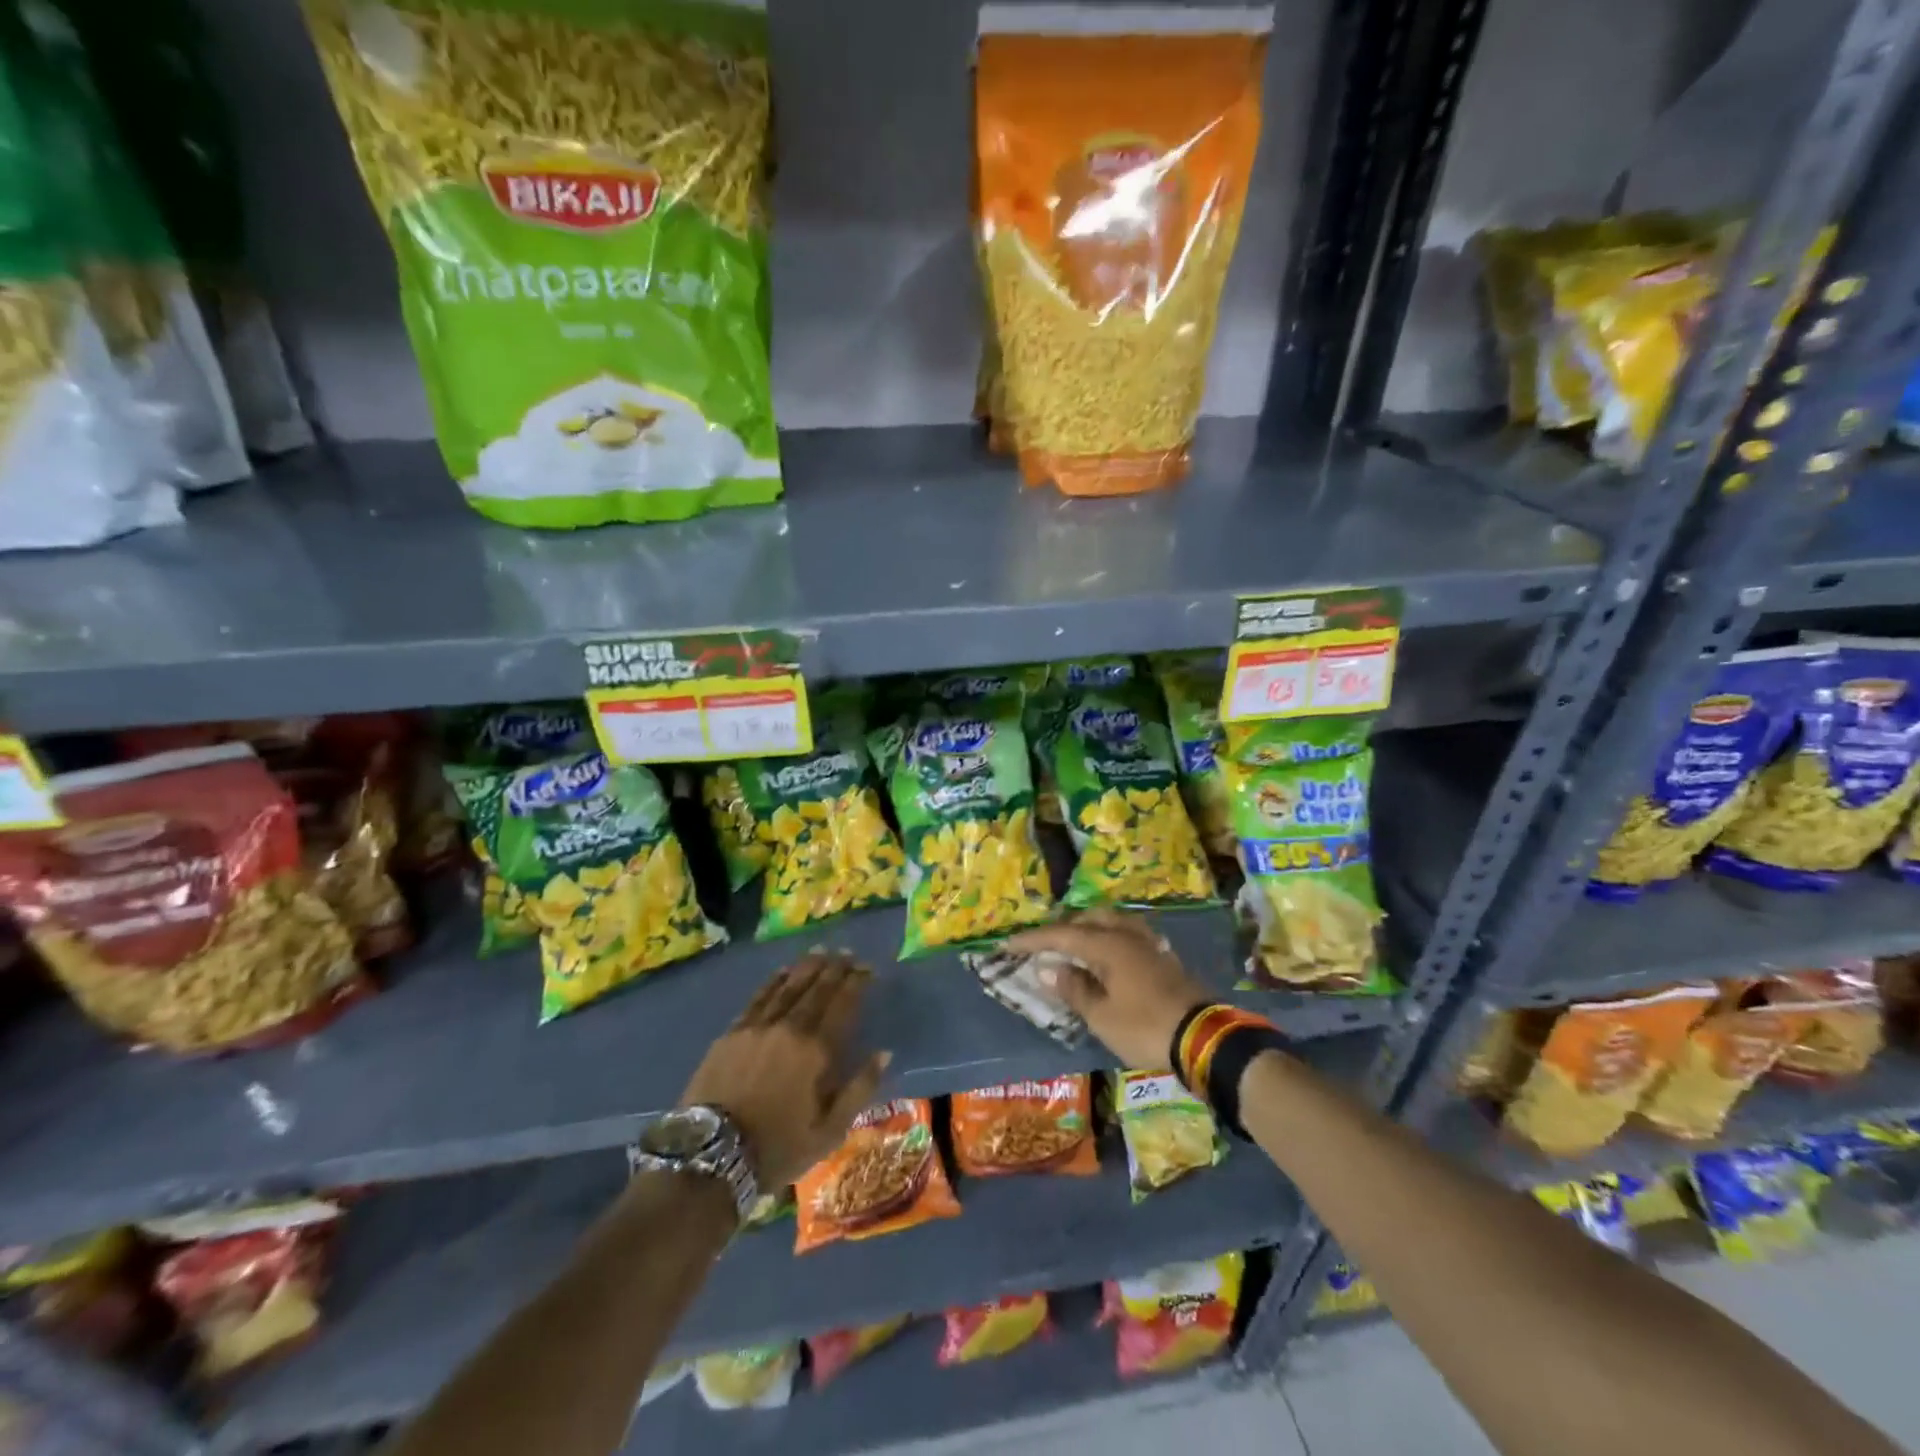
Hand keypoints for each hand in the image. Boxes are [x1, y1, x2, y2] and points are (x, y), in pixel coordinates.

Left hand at [681, 951, 890, 1189]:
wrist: (711, 1156)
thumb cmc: (777, 1148)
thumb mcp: (829, 1131)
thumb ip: (859, 1089)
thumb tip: (884, 1053)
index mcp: (816, 1050)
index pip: (842, 1004)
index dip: (857, 983)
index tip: (868, 968)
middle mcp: (789, 1028)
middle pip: (816, 989)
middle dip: (835, 969)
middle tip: (848, 954)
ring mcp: (758, 1026)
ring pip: (788, 986)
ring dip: (807, 967)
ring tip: (821, 953)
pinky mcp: (733, 1032)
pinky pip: (759, 996)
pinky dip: (774, 980)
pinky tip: (783, 971)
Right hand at [1006, 910, 1207, 1069]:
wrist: (1205, 1039)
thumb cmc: (1145, 1027)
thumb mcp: (1102, 1016)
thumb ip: (1074, 989)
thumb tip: (1049, 970)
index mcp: (1107, 945)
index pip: (1061, 935)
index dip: (1032, 940)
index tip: (1007, 945)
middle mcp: (1127, 935)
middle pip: (1087, 920)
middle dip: (1062, 930)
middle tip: (1042, 945)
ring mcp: (1148, 943)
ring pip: (1110, 923)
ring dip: (1087, 930)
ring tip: (1072, 946)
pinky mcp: (1162, 957)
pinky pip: (1125, 936)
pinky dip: (1107, 939)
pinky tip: (1106, 955)